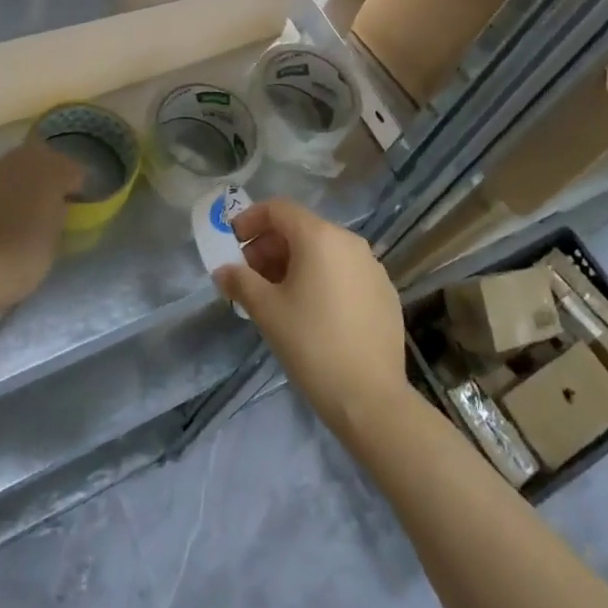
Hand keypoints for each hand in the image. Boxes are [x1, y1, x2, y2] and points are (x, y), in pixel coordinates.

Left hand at [0, 139, 84, 315]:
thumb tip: (56, 206)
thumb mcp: (54, 241)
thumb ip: (58, 215)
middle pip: (41, 161)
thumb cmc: (20, 259)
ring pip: (9, 169)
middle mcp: (21, 159)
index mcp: (52, 171)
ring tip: (8, 216)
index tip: (70, 212)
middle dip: (43, 180)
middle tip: (41, 209)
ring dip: (14, 184)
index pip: (74, 172)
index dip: (74, 192)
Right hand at [212, 199, 409, 437]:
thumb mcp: (266, 310)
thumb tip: (223, 271)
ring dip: (295, 263)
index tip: (233, 243)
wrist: (370, 398)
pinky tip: (311, 311)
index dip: (250, 220)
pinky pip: (345, 271)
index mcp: (320, 236)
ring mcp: (372, 266)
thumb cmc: (311, 344)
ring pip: (324, 251)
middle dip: (270, 246)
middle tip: (249, 276)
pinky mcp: (384, 292)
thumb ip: (240, 282)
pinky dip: (322, 278)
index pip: (278, 209)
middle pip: (301, 229)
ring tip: (276, 295)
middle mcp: (349, 241)